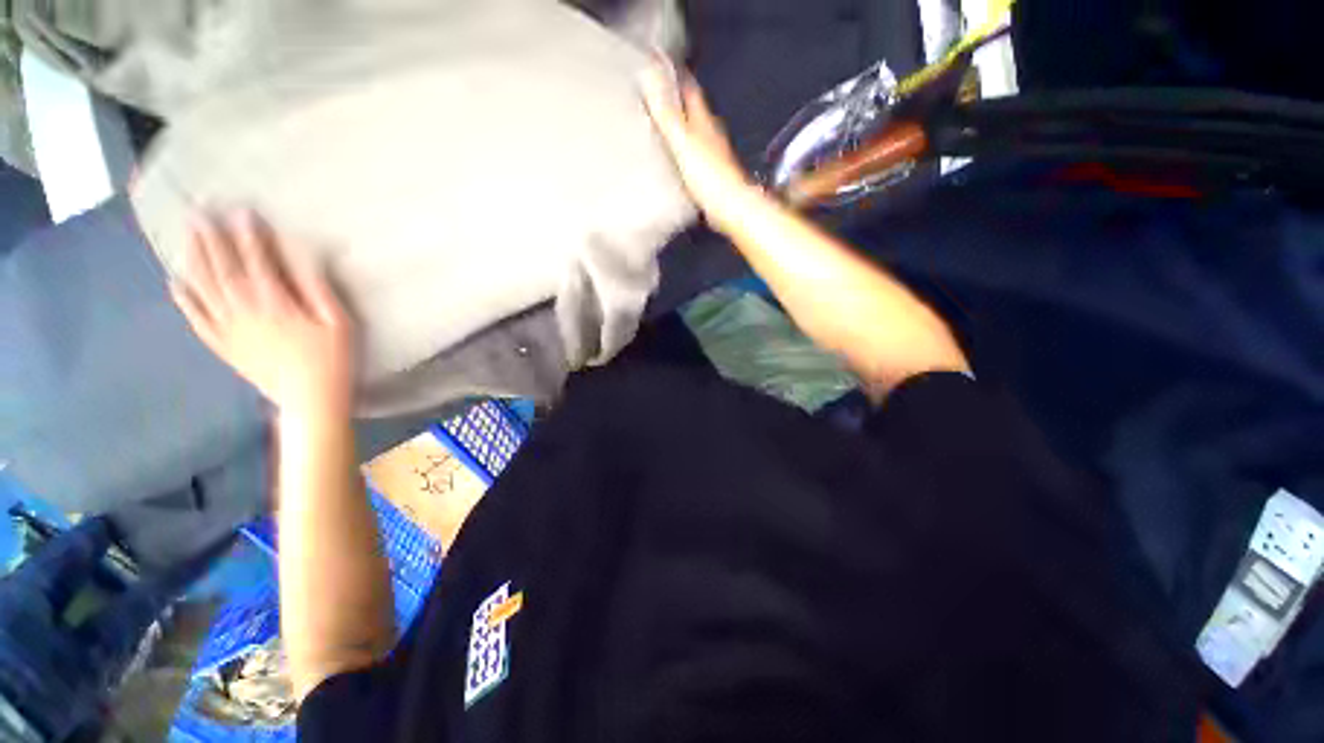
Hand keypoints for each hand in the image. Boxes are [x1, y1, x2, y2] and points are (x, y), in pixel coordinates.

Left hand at [171, 211, 356, 417]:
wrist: (310, 399)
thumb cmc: (333, 359)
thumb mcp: (340, 324)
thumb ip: (320, 291)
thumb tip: (305, 261)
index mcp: (277, 305)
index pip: (259, 263)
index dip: (249, 237)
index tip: (240, 212)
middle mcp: (246, 312)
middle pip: (224, 271)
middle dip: (212, 241)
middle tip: (198, 214)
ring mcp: (230, 329)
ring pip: (206, 289)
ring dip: (195, 261)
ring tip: (187, 237)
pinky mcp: (223, 346)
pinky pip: (197, 320)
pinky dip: (184, 301)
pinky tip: (175, 283)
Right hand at [639, 61, 761, 234]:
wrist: (730, 208)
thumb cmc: (708, 176)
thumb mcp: (682, 141)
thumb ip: (666, 112)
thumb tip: (650, 76)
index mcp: (703, 120)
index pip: (689, 89)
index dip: (675, 75)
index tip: (657, 64)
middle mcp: (710, 133)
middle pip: (691, 110)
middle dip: (674, 100)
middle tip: (652, 94)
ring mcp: (711, 155)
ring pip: (692, 132)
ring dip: (678, 126)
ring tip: (658, 125)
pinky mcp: (710, 176)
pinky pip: (692, 155)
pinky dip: (681, 151)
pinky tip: (672, 159)